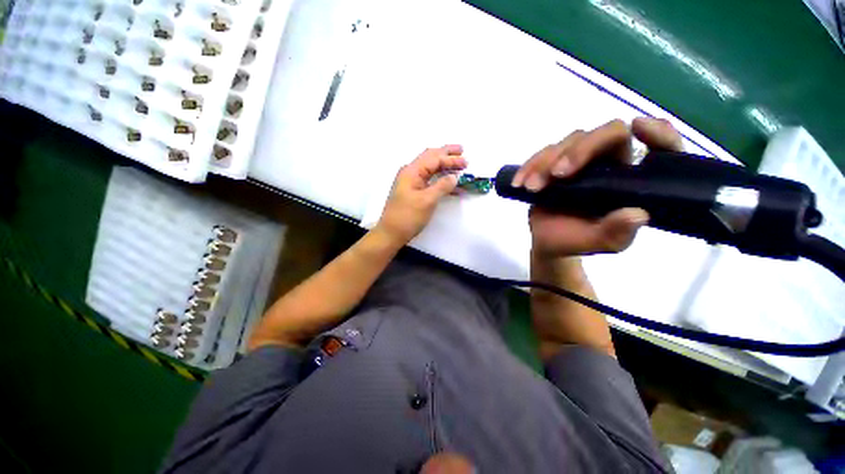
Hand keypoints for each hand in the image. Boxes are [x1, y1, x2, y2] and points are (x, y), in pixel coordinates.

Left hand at [377, 145, 467, 244]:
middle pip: (430, 157)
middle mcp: (410, 172)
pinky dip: (439, 177)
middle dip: (446, 153)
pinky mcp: (413, 191)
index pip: (434, 159)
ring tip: (457, 162)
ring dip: (443, 164)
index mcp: (412, 171)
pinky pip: (429, 179)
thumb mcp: (427, 201)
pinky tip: (448, 180)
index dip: (451, 159)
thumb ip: (442, 186)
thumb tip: (455, 177)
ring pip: (430, 168)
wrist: (391, 233)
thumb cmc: (408, 216)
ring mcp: (411, 182)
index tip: (466, 163)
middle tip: (461, 150)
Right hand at [513, 118, 683, 257]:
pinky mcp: (555, 162)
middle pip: (608, 133)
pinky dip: (530, 166)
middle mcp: (611, 164)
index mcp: (631, 181)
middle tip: (558, 174)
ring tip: (532, 188)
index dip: (659, 134)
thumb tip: (636, 214)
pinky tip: (519, 183)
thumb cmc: (576, 241)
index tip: (639, 128)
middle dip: (581, 150)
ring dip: (547, 162)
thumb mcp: (600, 244)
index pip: (660, 148)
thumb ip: (616, 233)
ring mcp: (581, 161)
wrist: (547, 240)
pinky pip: (544, 153)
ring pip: (571, 141)